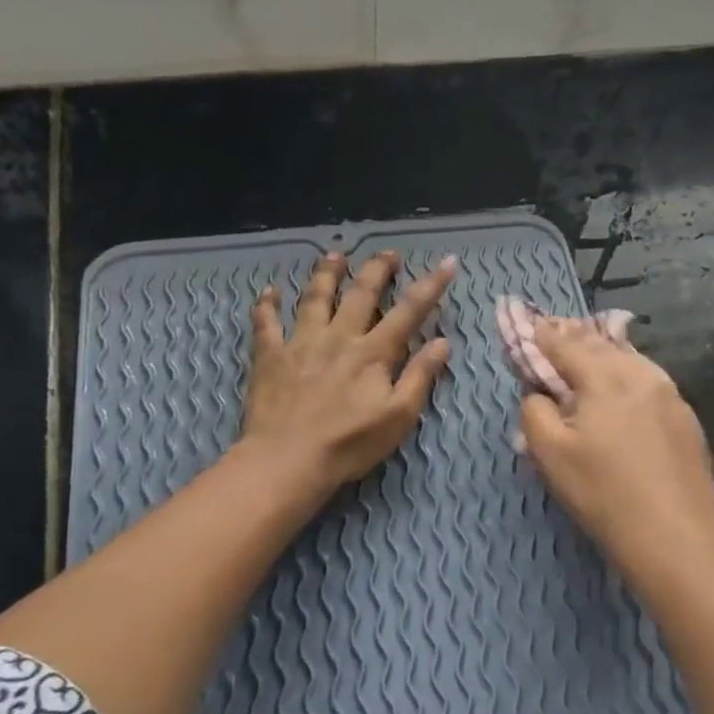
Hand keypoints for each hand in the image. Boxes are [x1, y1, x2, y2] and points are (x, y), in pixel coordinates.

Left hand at [240, 249, 455, 494]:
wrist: (287, 460)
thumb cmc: (350, 444)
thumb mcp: (398, 416)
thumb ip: (420, 376)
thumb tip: (442, 342)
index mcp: (373, 352)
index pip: (409, 311)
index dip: (431, 285)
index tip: (447, 262)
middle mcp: (339, 337)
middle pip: (361, 293)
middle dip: (377, 269)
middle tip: (388, 253)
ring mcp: (301, 342)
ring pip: (315, 297)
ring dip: (327, 273)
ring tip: (335, 255)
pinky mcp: (270, 356)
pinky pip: (266, 323)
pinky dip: (267, 305)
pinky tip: (269, 291)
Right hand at [518, 319, 713, 582]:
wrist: (676, 536)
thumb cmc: (604, 494)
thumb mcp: (550, 455)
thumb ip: (535, 413)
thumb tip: (538, 394)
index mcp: (605, 378)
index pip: (567, 346)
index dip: (544, 335)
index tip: (531, 326)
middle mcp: (641, 375)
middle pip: (602, 346)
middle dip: (576, 337)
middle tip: (558, 330)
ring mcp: (670, 396)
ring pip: (631, 361)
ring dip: (605, 354)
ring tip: (590, 352)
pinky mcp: (687, 419)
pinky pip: (650, 382)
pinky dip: (629, 375)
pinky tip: (626, 387)